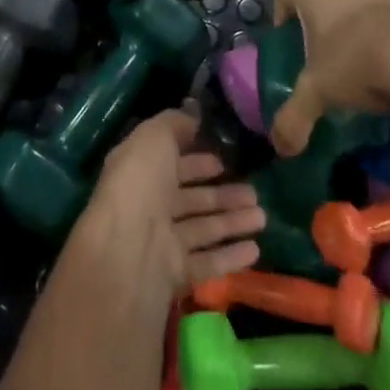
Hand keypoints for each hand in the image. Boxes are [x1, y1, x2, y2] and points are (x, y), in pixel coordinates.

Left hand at [78, 110, 264, 300]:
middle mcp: (149, 206)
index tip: (223, 160)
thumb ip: (174, 124)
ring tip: (262, 217)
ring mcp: (162, 242)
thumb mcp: (154, 138)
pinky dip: (231, 256)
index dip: (196, 161)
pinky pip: (208, 263)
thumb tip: (192, 115)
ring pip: (203, 229)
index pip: (171, 164)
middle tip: (254, 192)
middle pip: (191, 199)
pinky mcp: (176, 274)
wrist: (127, 252)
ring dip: (233, 222)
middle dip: (221, 195)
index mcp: (140, 172)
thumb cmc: (140, 185)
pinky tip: (256, 250)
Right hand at [270, 0, 389, 155]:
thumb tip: (281, 148)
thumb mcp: (319, 95)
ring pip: (362, 0)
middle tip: (327, 55)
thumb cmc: (360, 65)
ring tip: (367, 59)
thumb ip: (294, 118)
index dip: (281, 13)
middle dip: (324, 21)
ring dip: (360, 23)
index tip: (289, 40)